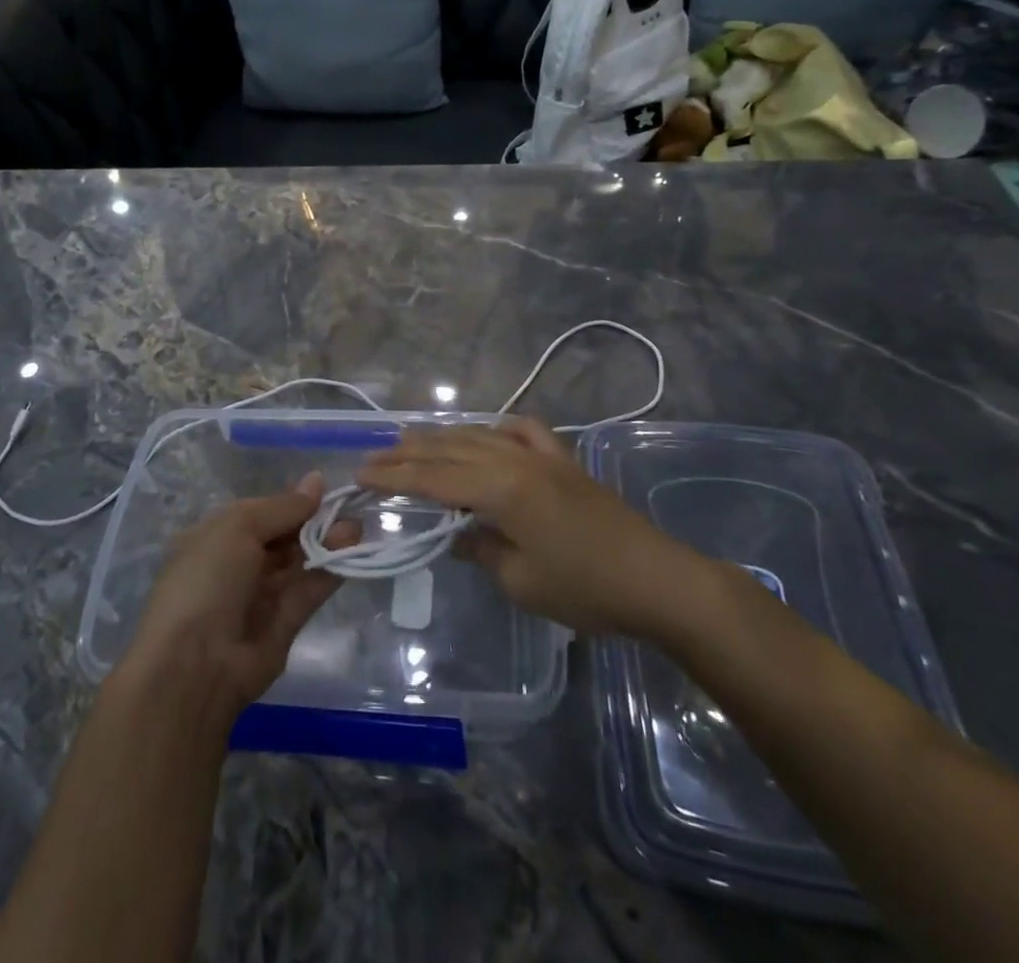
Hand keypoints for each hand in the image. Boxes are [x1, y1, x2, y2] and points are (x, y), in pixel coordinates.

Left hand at [119, 474, 358, 719]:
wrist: (195, 664)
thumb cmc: (207, 579)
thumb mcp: (238, 528)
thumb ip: (282, 507)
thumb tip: (316, 480)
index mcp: (215, 537)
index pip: (260, 512)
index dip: (291, 501)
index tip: (325, 489)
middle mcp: (236, 564)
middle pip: (282, 536)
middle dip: (313, 521)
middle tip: (348, 508)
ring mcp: (260, 595)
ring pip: (298, 562)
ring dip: (326, 543)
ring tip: (356, 527)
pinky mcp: (284, 624)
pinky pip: (308, 591)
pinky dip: (329, 572)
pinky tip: (352, 552)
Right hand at [358, 416, 717, 637]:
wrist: (657, 579)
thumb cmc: (585, 589)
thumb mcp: (521, 581)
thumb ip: (481, 549)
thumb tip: (457, 534)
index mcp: (500, 489)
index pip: (433, 478)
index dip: (394, 476)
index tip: (362, 473)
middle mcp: (515, 460)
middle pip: (450, 450)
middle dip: (409, 453)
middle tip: (375, 456)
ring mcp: (542, 455)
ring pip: (480, 435)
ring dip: (443, 436)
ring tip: (413, 438)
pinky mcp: (564, 460)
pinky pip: (523, 431)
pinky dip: (498, 428)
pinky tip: (490, 432)